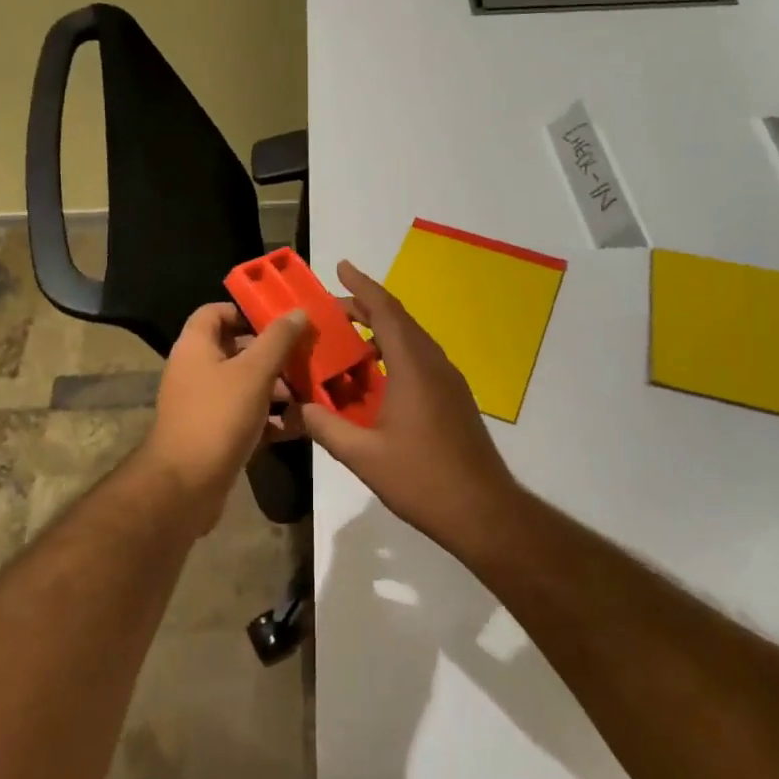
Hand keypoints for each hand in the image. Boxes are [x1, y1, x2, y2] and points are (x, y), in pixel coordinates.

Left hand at [144, 302, 308, 531]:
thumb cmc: (218, 417)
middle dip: (273, 352)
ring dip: (277, 386)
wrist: (185, 487)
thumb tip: (297, 311)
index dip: (246, 311)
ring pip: (245, 384)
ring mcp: (204, 404)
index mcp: (195, 346)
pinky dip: (270, 417)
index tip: (281, 319)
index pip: (216, 312)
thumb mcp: (254, 372)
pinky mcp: (214, 434)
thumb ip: (278, 340)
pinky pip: (246, 416)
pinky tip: (300, 423)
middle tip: (306, 354)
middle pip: (236, 349)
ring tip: (312, 390)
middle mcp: (195, 370)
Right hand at [300, 261, 521, 544]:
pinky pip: (419, 360)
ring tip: (346, 341)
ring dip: (379, 332)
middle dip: (365, 307)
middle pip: (398, 320)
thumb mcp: (364, 457)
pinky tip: (373, 378)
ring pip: (411, 340)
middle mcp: (433, 363)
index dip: (362, 285)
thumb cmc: (423, 479)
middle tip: (330, 310)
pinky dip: (393, 355)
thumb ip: (326, 427)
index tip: (340, 266)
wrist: (484, 511)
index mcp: (413, 366)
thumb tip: (294, 408)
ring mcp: (448, 380)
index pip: (385, 310)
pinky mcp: (454, 398)